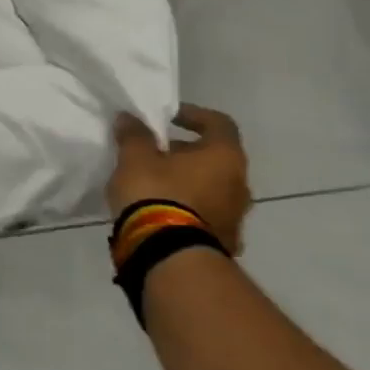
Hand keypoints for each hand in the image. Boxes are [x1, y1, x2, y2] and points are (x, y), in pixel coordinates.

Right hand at [108, 104, 252, 252]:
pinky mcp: (225, 242)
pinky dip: (189, 208)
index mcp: (225, 156)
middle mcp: (240, 184)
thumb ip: (134, 134)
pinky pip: (206, 215)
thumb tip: (129, 118)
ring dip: (188, 182)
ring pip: (212, 188)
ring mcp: (236, 216)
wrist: (169, 254)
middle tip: (154, 153)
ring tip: (154, 185)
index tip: (168, 118)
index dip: (194, 115)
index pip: (219, 123)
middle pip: (215, 158)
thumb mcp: (135, 157)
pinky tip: (162, 212)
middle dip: (185, 153)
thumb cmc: (157, 193)